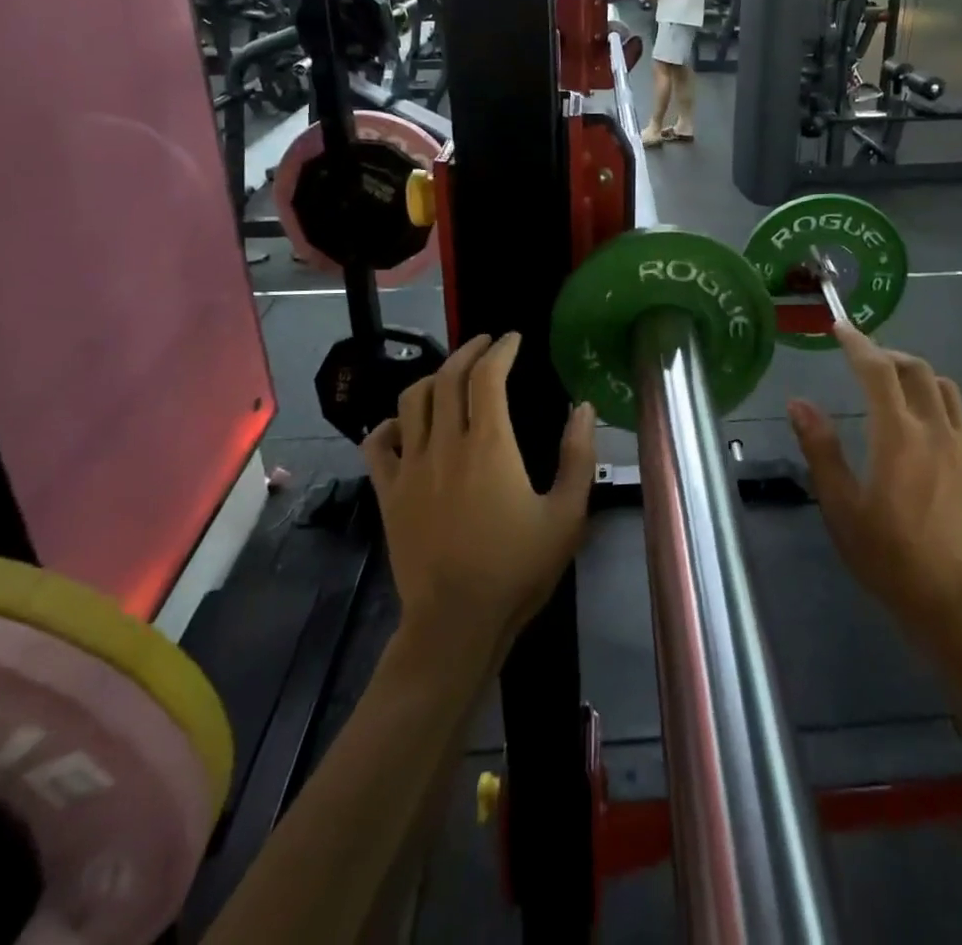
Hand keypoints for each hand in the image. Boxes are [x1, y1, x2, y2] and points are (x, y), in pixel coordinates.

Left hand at [363, 334, 594, 659]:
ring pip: (410, 401)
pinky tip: (405, 424)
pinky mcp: (389, 493)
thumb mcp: (567, 515)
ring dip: (432, 377)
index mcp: (490, 446)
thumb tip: (583, 407)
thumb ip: (579, 456)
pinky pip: (378, 443)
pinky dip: (390, 423)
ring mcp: (410, 468)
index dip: (500, 349)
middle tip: (487, 344)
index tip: (513, 338)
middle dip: (468, 351)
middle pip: (447, 378)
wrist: (456, 623)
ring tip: (451, 374)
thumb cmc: (518, 569)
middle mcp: (445, 445)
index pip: (487, 377)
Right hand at [788, 325, 961, 658]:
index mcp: (898, 437)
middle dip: (886, 354)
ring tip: (892, 387)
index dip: (857, 343)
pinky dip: (934, 403)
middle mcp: (936, 431)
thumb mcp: (841, 507)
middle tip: (862, 360)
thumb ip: (820, 449)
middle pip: (916, 369)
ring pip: (943, 388)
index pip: (877, 371)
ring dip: (915, 374)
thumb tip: (799, 403)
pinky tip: (919, 431)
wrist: (958, 605)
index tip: (839, 328)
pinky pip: (958, 417)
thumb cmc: (889, 559)